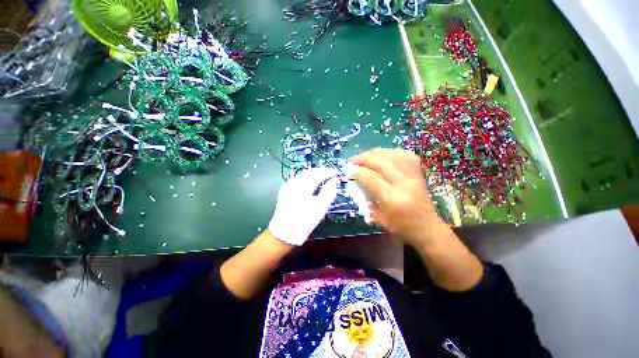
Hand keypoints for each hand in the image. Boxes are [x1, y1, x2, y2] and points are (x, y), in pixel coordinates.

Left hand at [268, 167, 340, 245]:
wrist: (284, 233)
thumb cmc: (304, 221)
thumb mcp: (320, 208)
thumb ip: (329, 192)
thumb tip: (334, 181)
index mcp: (303, 186)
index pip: (318, 173)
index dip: (329, 172)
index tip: (337, 173)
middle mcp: (295, 182)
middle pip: (310, 171)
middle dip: (322, 171)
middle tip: (331, 174)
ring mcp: (289, 186)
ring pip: (304, 174)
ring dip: (315, 174)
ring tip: (324, 177)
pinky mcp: (286, 191)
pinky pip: (299, 179)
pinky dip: (308, 178)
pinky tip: (312, 183)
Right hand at [350, 148, 446, 246]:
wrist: (428, 228)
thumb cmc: (402, 227)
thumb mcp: (380, 219)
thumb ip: (367, 200)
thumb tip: (357, 184)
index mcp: (392, 198)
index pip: (371, 178)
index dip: (358, 171)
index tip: (349, 170)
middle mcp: (403, 184)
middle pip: (382, 162)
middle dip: (364, 158)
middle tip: (353, 159)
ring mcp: (413, 176)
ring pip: (393, 155)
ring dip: (376, 152)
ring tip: (365, 155)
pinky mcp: (419, 173)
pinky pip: (405, 155)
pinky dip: (392, 152)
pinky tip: (384, 154)